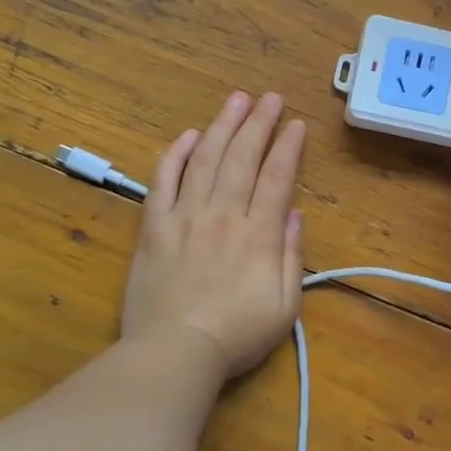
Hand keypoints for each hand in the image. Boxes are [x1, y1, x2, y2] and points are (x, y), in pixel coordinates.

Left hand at [121, 90, 305, 390]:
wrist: (174, 353)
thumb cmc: (236, 335)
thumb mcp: (284, 306)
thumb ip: (291, 257)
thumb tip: (294, 214)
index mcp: (258, 234)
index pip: (276, 177)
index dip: (288, 147)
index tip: (297, 123)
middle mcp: (223, 214)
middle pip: (243, 158)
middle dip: (259, 123)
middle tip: (270, 97)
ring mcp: (185, 217)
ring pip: (206, 160)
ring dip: (222, 126)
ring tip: (236, 100)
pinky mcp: (154, 227)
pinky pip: (163, 181)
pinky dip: (177, 154)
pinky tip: (190, 135)